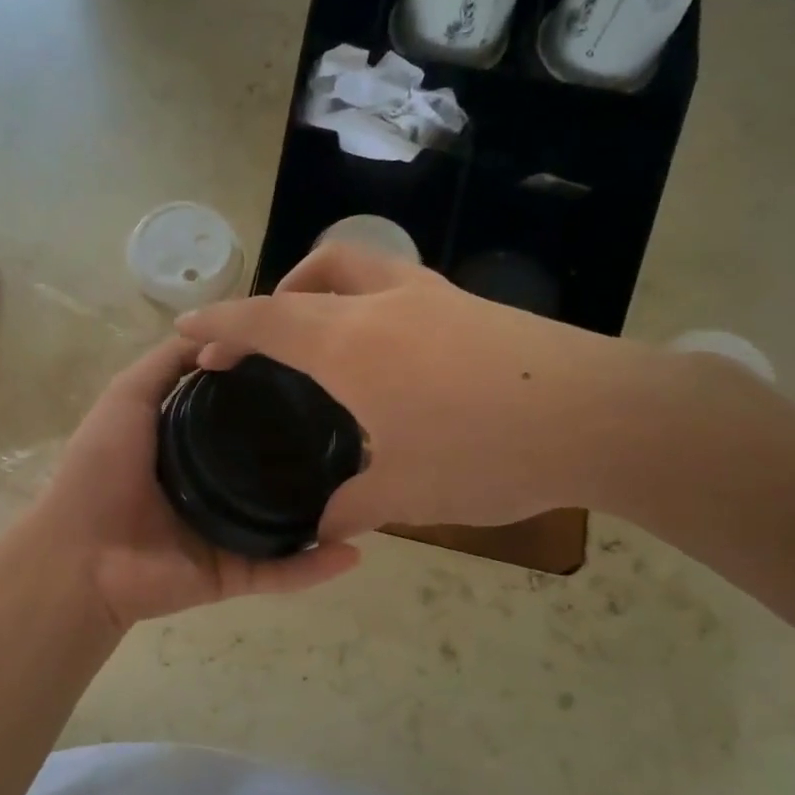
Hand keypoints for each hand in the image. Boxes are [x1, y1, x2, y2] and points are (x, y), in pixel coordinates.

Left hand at [28, 337, 359, 629]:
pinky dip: (316, 567)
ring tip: (375, 491)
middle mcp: (218, 487)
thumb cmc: (100, 470)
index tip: (325, 376)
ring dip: (329, 513)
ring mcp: (229, 533)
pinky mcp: (234, 574)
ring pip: (289, 522)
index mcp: (194, 448)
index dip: (281, 399)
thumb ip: (165, 366)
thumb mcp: (128, 398)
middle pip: (275, 470)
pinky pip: (282, 572)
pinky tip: (354, 552)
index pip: (249, 420)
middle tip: (365, 435)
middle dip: (315, 457)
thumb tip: (212, 330)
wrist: (79, 555)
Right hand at [176, 244, 666, 538]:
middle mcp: (387, 303)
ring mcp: (437, 296)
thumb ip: (350, 507)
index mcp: (351, 343)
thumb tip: (318, 529)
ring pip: (366, 265)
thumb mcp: (406, 493)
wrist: (606, 416)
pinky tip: (393, 359)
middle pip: (318, 268)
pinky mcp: (476, 306)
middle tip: (266, 334)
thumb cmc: (488, 452)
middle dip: (278, 292)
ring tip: (326, 337)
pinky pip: (403, 289)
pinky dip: (374, 306)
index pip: (265, 320)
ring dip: (330, 288)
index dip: (219, 322)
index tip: (188, 328)